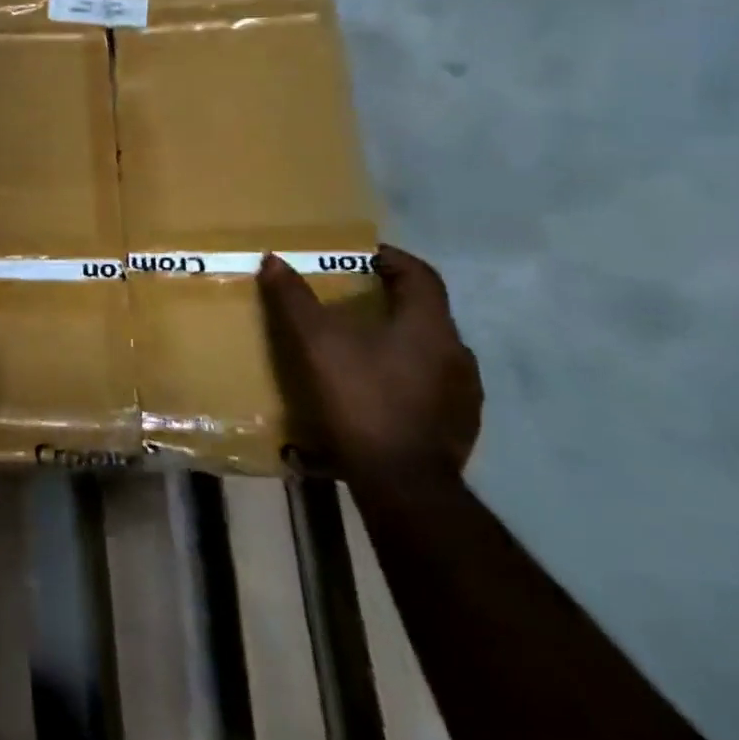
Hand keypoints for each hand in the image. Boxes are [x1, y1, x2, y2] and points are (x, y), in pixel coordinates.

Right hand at [258, 244, 481, 480]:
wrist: (402, 482)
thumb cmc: (361, 398)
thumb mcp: (316, 343)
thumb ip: (294, 299)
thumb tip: (274, 260)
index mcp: (430, 326)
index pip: (420, 274)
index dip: (390, 258)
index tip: (359, 257)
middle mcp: (457, 353)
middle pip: (425, 311)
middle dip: (388, 299)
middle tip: (349, 300)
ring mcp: (464, 393)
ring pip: (430, 349)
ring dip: (399, 339)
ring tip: (360, 346)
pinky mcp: (459, 425)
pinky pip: (432, 384)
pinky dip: (406, 374)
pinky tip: (377, 388)